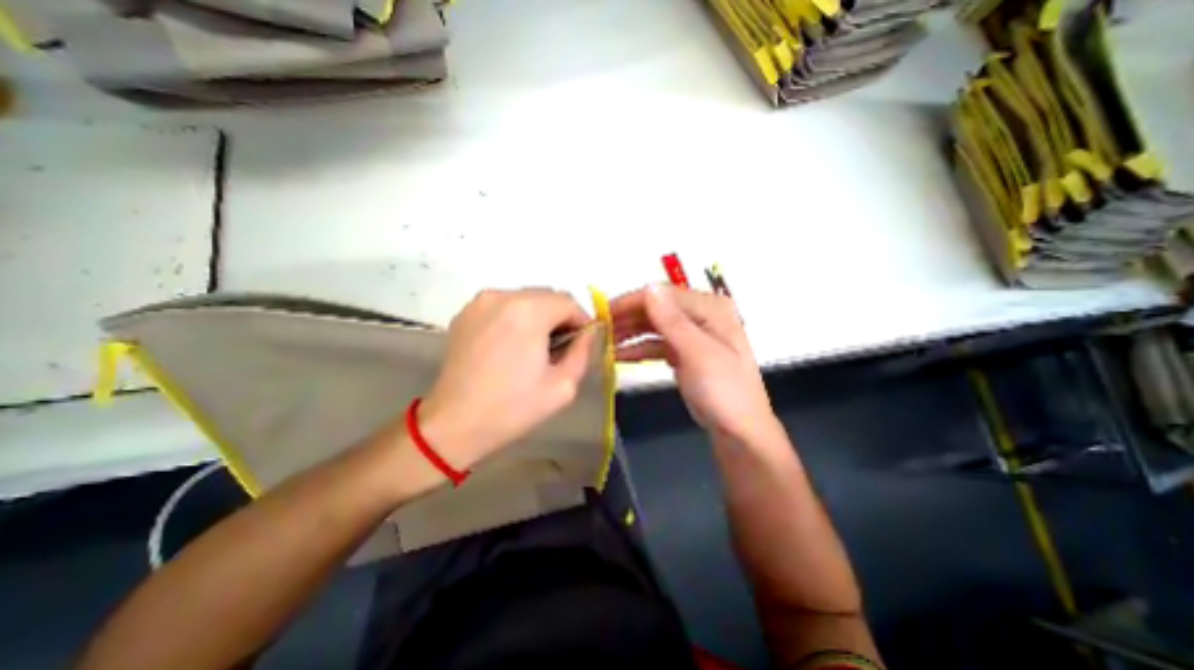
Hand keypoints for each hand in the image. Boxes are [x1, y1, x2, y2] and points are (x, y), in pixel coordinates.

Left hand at [417, 292, 592, 467]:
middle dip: (560, 317)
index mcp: (528, 311)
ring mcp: (479, 302)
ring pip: (524, 299)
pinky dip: (516, 318)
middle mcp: (502, 296)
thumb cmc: (513, 408)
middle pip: (546, 296)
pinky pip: (503, 305)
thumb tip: (588, 333)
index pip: (568, 301)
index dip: (581, 320)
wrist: (454, 423)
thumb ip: (583, 352)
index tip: (582, 342)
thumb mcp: (563, 386)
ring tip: (535, 347)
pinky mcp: (465, 313)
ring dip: (539, 317)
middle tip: (560, 347)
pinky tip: (512, 345)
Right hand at [609, 284, 780, 443]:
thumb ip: (672, 321)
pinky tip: (618, 355)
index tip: (604, 313)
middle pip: (656, 307)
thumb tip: (649, 289)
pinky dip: (638, 348)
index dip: (632, 301)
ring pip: (653, 325)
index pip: (663, 294)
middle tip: (599, 329)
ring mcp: (692, 334)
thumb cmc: (724, 391)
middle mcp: (701, 315)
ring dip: (629, 332)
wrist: (739, 431)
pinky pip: (656, 343)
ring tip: (604, 342)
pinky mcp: (684, 352)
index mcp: (710, 308)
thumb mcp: (698, 354)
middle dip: (627, 317)